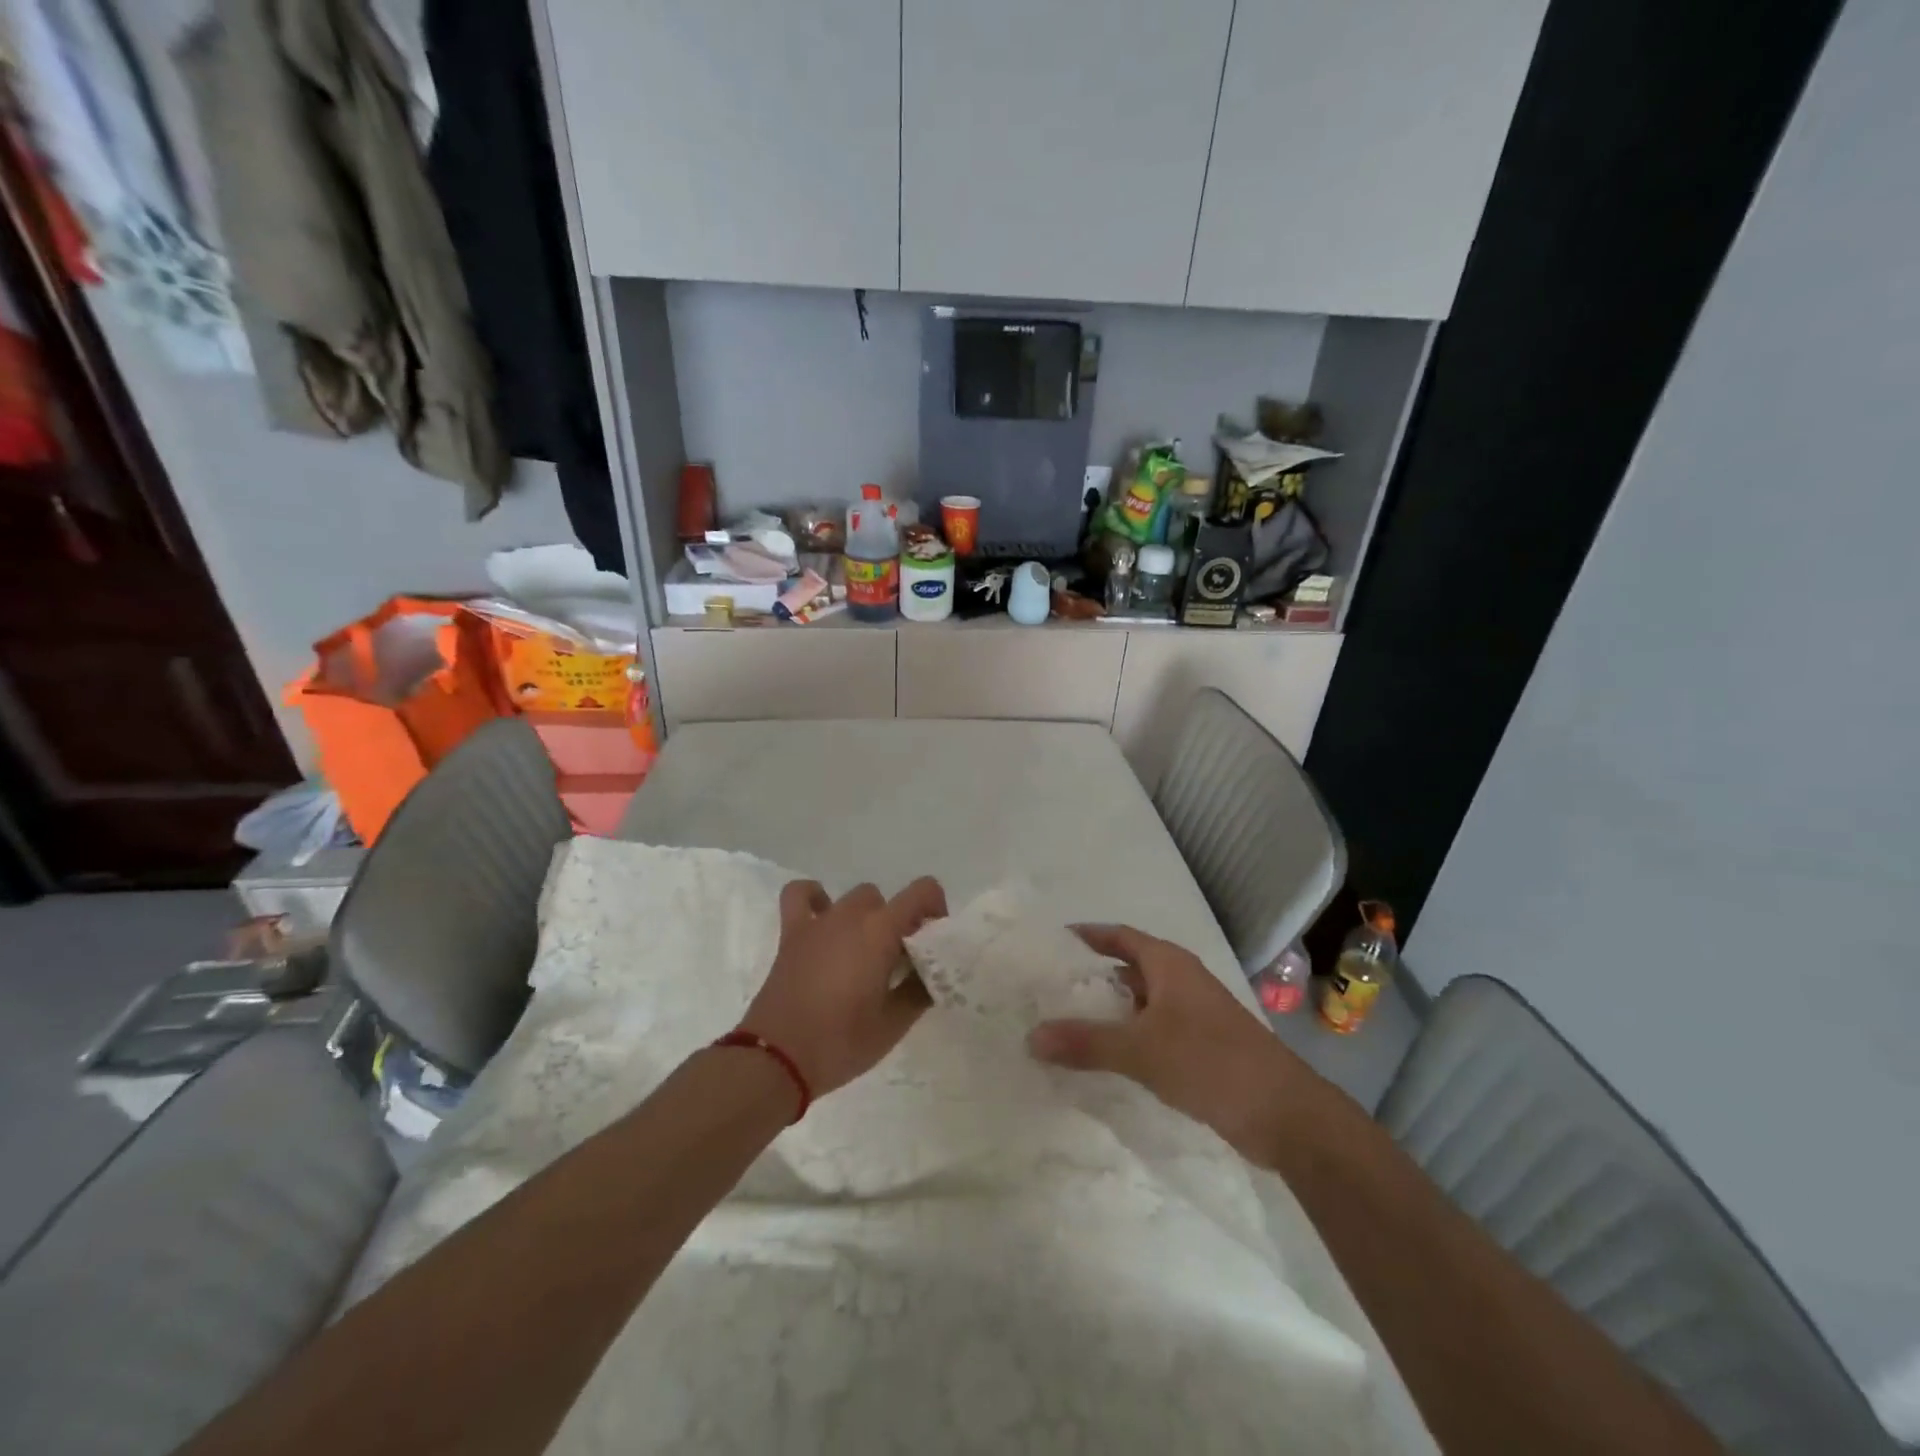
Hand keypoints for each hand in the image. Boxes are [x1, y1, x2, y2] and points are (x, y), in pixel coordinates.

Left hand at [740, 877, 947, 1099]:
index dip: (936, 908)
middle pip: (888, 902)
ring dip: (866, 916)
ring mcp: (818, 922)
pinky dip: (815, 898)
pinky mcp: (791, 934)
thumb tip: (931, 976)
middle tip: (900, 960)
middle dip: (900, 922)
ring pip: (854, 899)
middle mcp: (850, 915)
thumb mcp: (893, 1025)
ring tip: (865, 949)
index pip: (922, 891)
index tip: (933, 942)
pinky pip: (801, 896)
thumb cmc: (840, 1042)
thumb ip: (918, 992)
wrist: (776, 1059)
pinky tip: (823, 918)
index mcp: (880, 931)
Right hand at [1028, 924, 1323, 1161]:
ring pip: (1141, 1003)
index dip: (1089, 935)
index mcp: (1170, 965)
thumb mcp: (1142, 1050)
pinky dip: (1128, 1037)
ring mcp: (1194, 1015)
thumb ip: (1086, 1043)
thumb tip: (1031, 1036)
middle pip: (1129, 968)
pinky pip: (1153, 1031)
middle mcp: (1182, 981)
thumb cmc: (1211, 1062)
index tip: (1052, 941)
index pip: (1120, 936)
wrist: (1285, 1114)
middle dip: (1093, 975)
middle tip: (1049, 986)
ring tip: (1066, 1021)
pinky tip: (1105, 1057)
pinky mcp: (1201, 1047)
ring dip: (1110, 1010)